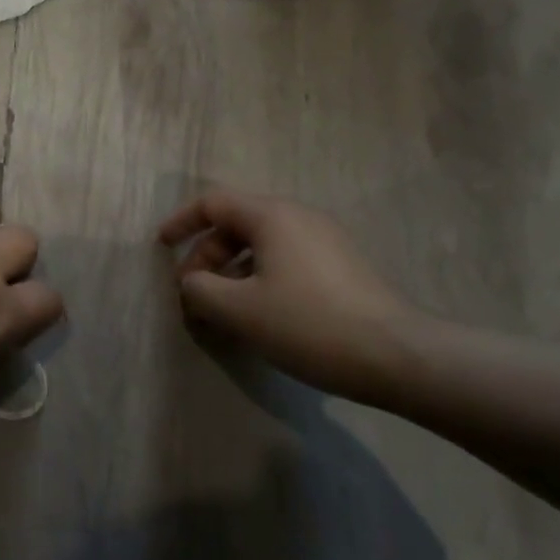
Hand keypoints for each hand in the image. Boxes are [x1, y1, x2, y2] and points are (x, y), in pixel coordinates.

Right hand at [158, 193, 420, 403]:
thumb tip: (192, 283)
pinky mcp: (341, 266)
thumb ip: (200, 290)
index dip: (181, 222)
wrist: (399, 356)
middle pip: (236, 224)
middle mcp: (298, 217)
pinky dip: (258, 277)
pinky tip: (259, 314)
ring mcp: (324, 240)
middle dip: (206, 255)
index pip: (213, 203)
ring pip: (261, 244)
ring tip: (221, 308)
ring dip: (231, 270)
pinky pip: (284, 259)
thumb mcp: (239, 310)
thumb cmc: (309, 324)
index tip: (161, 247)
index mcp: (271, 216)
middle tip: (192, 292)